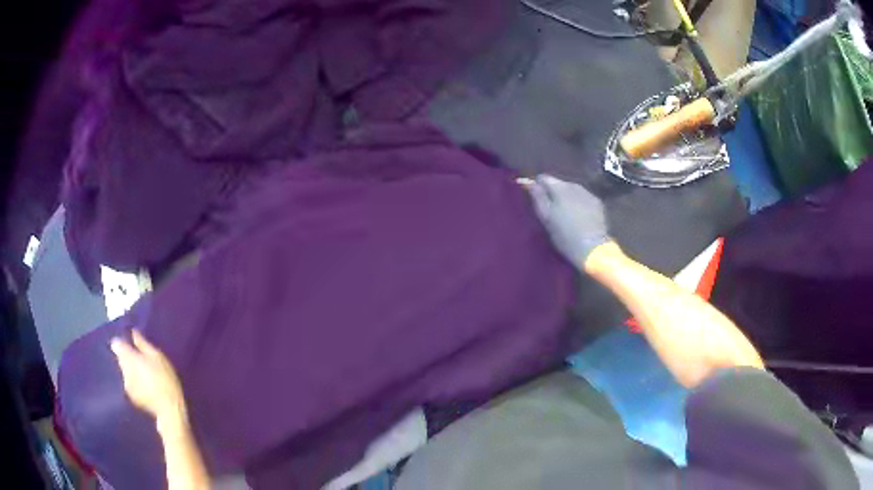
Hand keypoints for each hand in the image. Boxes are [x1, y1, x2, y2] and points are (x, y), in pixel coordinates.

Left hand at [111, 330, 185, 423]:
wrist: (169, 409)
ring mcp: (126, 384)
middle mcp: (124, 370)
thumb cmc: (166, 379)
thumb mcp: (158, 357)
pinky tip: (145, 386)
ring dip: (131, 370)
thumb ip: (143, 344)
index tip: (128, 344)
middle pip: (120, 358)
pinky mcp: (131, 396)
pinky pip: (129, 383)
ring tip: (144, 374)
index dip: (121, 343)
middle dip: (127, 357)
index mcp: (129, 358)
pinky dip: (134, 382)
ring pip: (125, 371)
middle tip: (141, 361)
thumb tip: (133, 333)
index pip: (117, 345)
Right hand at [526, 175, 609, 268]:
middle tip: (550, 209)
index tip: (535, 198)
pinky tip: (578, 216)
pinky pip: (583, 197)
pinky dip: (578, 202)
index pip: (543, 178)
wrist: (592, 248)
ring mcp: (588, 193)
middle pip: (559, 183)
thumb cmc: (564, 234)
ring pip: (572, 190)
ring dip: (566, 197)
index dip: (537, 186)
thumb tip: (529, 182)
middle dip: (553, 193)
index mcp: (559, 188)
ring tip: (564, 213)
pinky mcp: (597, 202)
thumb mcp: (546, 217)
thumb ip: (537, 197)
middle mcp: (574, 185)